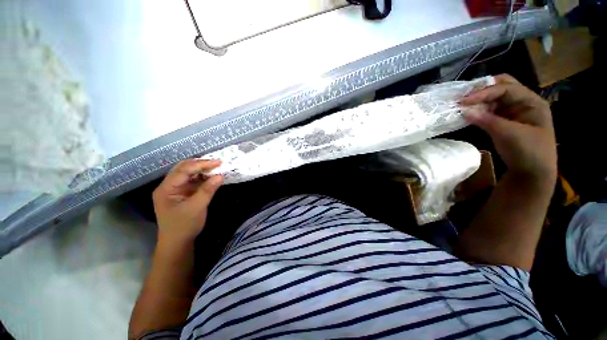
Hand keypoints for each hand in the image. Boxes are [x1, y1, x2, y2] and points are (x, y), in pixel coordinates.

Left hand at [152, 159, 222, 244]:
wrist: (178, 243)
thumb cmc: (184, 226)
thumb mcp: (197, 207)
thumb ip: (208, 190)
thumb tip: (220, 175)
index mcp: (166, 188)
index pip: (184, 170)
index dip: (201, 164)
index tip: (218, 162)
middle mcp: (168, 186)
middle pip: (184, 169)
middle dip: (201, 164)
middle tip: (218, 163)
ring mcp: (175, 190)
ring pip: (189, 174)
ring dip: (202, 170)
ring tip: (217, 168)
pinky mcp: (183, 194)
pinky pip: (193, 181)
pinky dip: (203, 178)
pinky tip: (212, 177)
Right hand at [461, 74, 556, 183]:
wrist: (532, 174)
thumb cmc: (528, 152)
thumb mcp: (509, 135)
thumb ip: (487, 121)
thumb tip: (464, 111)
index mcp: (531, 102)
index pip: (506, 88)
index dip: (484, 92)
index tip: (463, 101)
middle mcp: (522, 103)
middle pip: (501, 87)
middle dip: (482, 90)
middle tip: (463, 97)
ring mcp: (512, 113)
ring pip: (493, 99)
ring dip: (477, 101)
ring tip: (461, 105)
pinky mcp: (503, 122)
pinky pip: (489, 112)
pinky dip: (477, 111)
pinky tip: (467, 114)